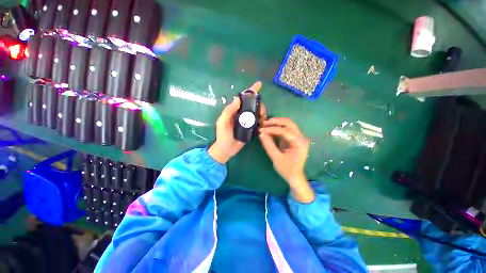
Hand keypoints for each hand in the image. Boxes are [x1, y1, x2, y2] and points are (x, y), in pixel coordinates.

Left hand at [208, 81, 263, 163]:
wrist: (226, 150)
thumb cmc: (222, 136)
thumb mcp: (222, 122)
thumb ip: (228, 111)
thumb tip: (238, 99)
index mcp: (235, 111)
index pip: (243, 98)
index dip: (251, 91)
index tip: (259, 84)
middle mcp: (242, 114)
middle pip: (253, 104)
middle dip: (260, 105)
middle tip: (262, 113)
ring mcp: (247, 121)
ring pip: (258, 112)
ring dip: (262, 113)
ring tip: (262, 120)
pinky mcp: (251, 128)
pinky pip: (259, 121)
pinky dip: (262, 120)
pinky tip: (263, 124)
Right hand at [259, 118, 314, 202]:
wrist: (295, 176)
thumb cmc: (286, 169)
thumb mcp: (276, 158)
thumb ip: (268, 145)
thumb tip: (261, 133)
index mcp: (299, 143)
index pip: (285, 131)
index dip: (272, 129)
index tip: (261, 129)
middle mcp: (301, 137)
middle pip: (289, 123)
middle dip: (275, 121)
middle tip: (263, 123)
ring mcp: (298, 137)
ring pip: (288, 124)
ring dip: (276, 123)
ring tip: (265, 124)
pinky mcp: (294, 138)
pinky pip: (286, 129)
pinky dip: (277, 127)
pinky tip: (269, 128)